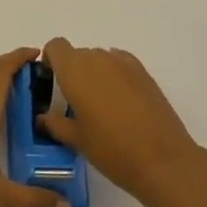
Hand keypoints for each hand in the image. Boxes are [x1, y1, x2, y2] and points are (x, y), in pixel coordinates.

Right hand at [38, 38, 203, 206]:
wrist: (162, 160)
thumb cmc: (111, 150)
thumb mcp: (77, 140)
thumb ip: (55, 123)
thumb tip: (43, 117)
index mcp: (75, 70)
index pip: (56, 47)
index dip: (51, 60)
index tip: (52, 83)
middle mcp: (97, 58)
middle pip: (78, 55)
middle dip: (73, 73)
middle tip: (76, 103)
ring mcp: (123, 63)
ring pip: (100, 59)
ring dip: (95, 75)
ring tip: (102, 107)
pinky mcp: (144, 72)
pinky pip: (120, 65)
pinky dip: (115, 76)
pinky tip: (121, 103)